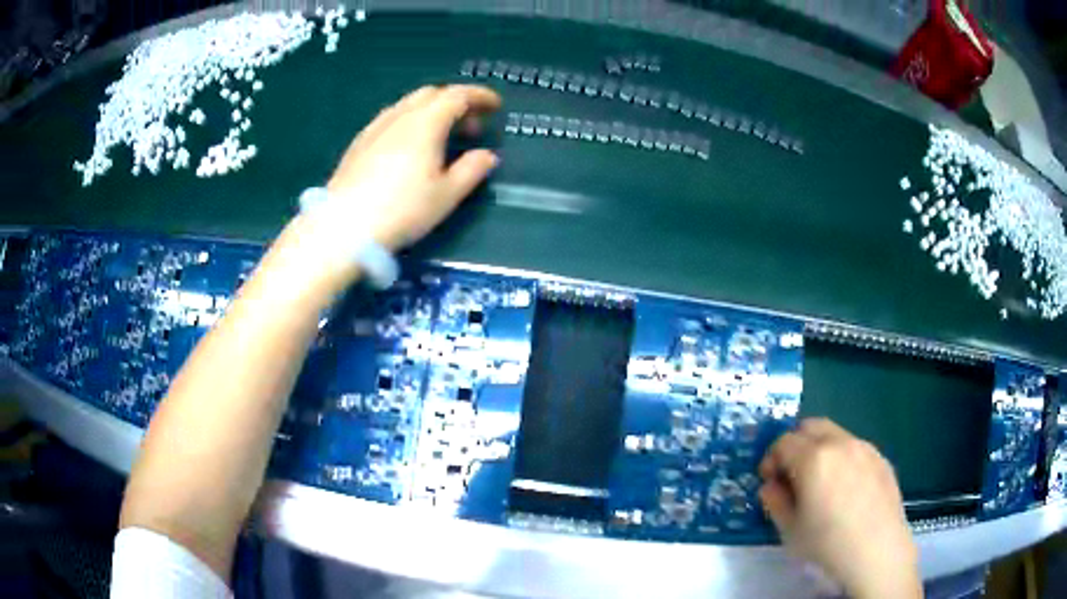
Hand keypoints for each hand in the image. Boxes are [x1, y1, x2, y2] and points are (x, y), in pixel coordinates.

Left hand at [324, 84, 500, 250]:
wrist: (343, 228)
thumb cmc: (402, 210)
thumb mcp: (446, 195)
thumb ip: (471, 170)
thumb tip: (487, 155)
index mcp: (425, 123)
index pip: (457, 95)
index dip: (480, 96)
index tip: (496, 106)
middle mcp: (399, 116)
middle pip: (432, 94)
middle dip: (456, 102)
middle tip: (471, 126)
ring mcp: (375, 127)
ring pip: (408, 104)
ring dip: (432, 111)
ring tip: (442, 137)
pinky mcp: (359, 143)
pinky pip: (391, 118)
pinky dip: (411, 121)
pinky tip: (410, 147)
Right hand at [758, 418, 921, 598]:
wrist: (877, 550)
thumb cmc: (828, 543)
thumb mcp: (790, 529)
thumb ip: (775, 501)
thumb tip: (771, 486)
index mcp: (814, 458)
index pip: (783, 442)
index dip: (770, 459)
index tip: (770, 481)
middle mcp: (840, 443)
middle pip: (810, 426)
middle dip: (795, 444)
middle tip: (791, 474)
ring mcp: (864, 447)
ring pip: (834, 434)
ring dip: (819, 448)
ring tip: (819, 481)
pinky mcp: (881, 457)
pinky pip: (854, 447)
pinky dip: (841, 457)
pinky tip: (845, 489)